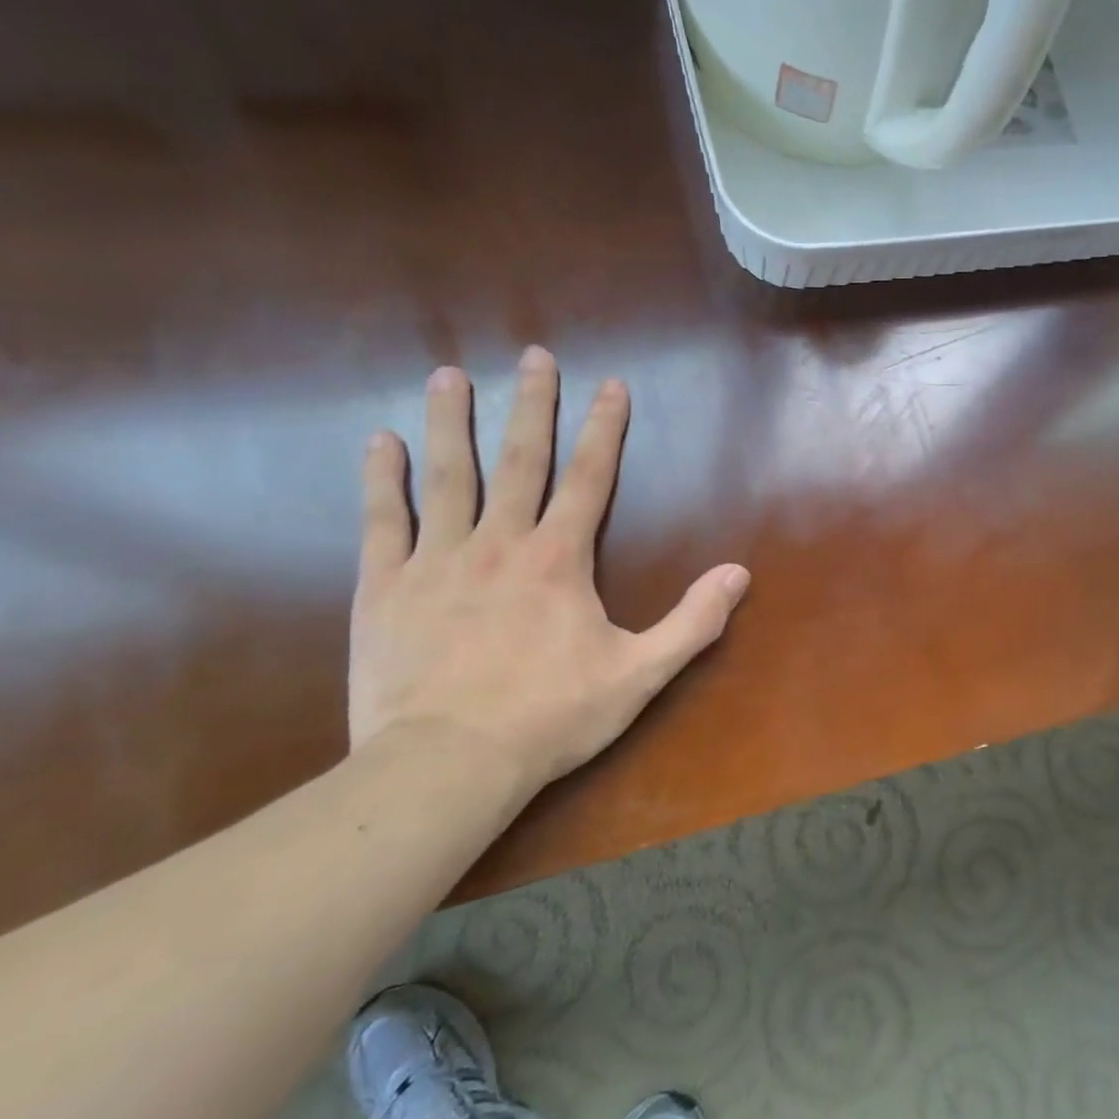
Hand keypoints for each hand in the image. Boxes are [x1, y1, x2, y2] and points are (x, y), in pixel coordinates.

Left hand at [348, 347, 750, 784]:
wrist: (448, 764)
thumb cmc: (551, 717)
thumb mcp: (640, 674)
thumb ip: (693, 622)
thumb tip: (739, 574)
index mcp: (559, 559)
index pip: (590, 478)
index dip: (604, 429)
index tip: (610, 384)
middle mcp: (500, 543)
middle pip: (520, 460)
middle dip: (531, 404)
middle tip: (533, 354)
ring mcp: (437, 561)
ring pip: (447, 476)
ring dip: (450, 422)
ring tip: (446, 375)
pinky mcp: (385, 588)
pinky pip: (384, 521)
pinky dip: (382, 479)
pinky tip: (379, 442)